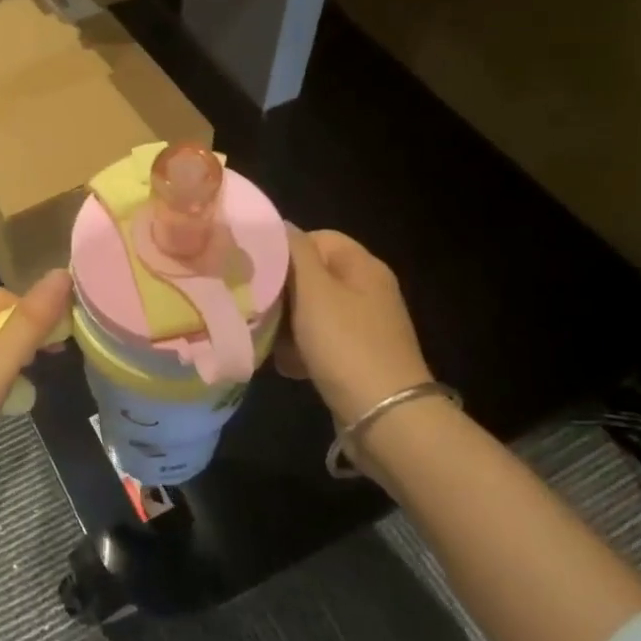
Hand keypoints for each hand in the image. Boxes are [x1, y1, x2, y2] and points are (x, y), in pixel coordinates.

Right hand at [276, 227, 433, 425]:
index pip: (318, 238)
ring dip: (286, 325)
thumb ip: (295, 252)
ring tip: (268, 340)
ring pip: (311, 311)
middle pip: (312, 277)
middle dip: (282, 292)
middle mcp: (367, 290)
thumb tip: (280, 225)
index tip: (258, 271)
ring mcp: (364, 326)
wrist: (384, 415)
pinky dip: (301, 350)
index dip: (286, 250)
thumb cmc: (345, 344)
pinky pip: (319, 342)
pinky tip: (286, 364)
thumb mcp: (314, 291)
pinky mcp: (357, 357)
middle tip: (257, 307)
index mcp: (363, 266)